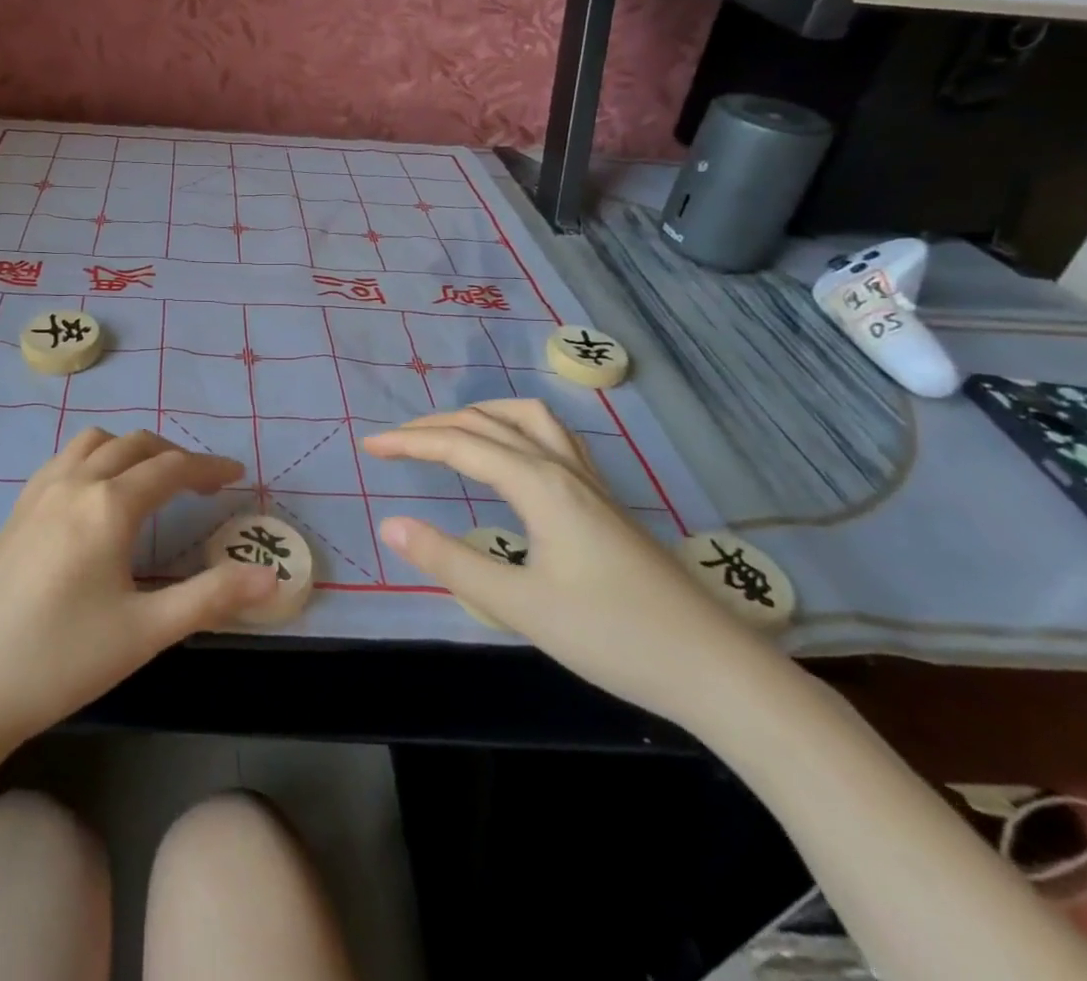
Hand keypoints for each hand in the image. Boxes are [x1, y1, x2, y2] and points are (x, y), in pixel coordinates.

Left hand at [0, 427, 277, 751]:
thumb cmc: (60, 660)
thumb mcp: (145, 632)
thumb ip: (211, 597)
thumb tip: (272, 578)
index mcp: (108, 505)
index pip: (171, 469)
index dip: (208, 469)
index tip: (236, 476)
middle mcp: (74, 483)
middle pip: (134, 445)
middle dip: (173, 455)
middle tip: (201, 483)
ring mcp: (38, 493)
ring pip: (94, 443)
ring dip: (130, 449)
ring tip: (150, 480)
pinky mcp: (14, 511)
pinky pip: (64, 460)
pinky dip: (94, 458)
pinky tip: (94, 496)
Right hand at [362, 400, 791, 730]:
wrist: (716, 670)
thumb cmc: (614, 637)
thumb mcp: (520, 606)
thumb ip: (450, 562)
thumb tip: (391, 524)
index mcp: (540, 485)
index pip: (461, 446)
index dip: (410, 442)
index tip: (370, 446)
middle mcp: (563, 469)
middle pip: (489, 423)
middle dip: (435, 425)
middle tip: (394, 442)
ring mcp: (589, 482)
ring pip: (527, 420)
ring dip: (479, 417)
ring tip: (447, 435)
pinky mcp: (604, 502)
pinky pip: (550, 439)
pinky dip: (513, 430)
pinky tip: (511, 458)